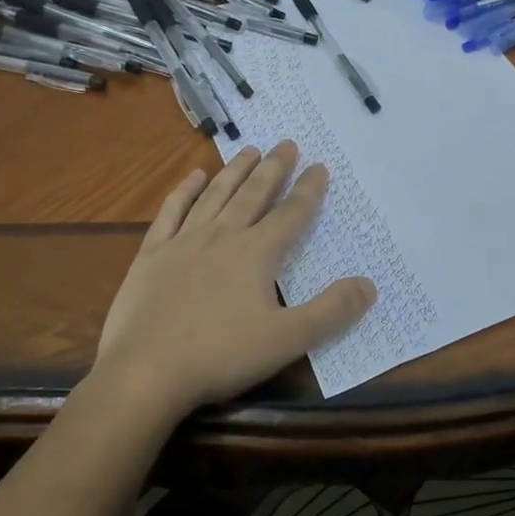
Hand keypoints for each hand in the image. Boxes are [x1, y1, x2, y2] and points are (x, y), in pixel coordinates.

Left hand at [90, 140, 375, 421]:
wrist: (145, 372)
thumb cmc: (220, 355)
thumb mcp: (287, 340)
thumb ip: (331, 312)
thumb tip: (369, 285)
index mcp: (256, 253)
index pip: (291, 214)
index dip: (309, 190)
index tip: (320, 166)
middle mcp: (223, 236)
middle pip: (254, 194)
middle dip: (274, 168)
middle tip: (287, 143)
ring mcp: (184, 241)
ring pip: (215, 195)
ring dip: (235, 171)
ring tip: (250, 150)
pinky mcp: (152, 254)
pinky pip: (172, 211)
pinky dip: (185, 190)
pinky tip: (195, 176)